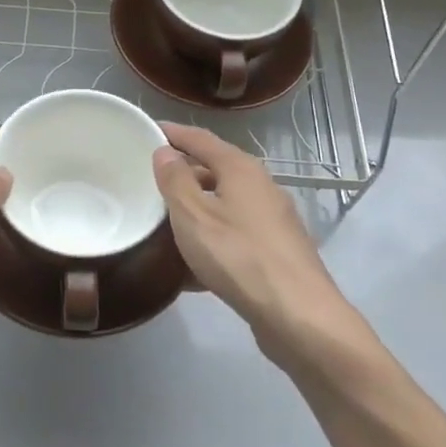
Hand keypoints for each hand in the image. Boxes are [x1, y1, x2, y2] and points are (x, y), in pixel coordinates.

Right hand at [152, 124, 375, 373]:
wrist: (299, 316)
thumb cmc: (239, 256)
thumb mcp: (193, 216)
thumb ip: (175, 181)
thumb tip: (165, 152)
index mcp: (241, 169)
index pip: (201, 139)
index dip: (173, 133)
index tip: (147, 130)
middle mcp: (261, 187)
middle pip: (216, 170)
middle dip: (183, 173)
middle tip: (149, 180)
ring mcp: (273, 221)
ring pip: (225, 205)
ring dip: (196, 210)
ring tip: (163, 222)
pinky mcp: (276, 252)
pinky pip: (234, 236)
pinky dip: (211, 240)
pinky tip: (190, 268)